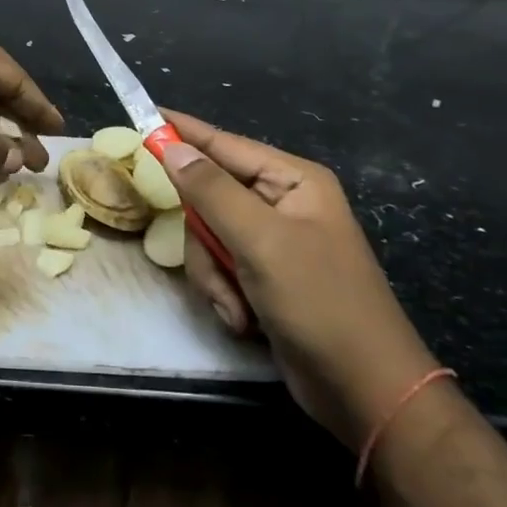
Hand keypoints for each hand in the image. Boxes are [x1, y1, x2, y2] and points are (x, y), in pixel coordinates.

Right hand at [159, 110, 438, 450]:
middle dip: (205, 239)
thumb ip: (211, 190)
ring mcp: (273, 242)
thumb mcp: (260, 241)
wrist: (363, 390)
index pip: (224, 144)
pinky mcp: (264, 276)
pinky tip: (244, 320)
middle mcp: (282, 203)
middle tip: (215, 264)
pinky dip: (223, 294)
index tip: (143, 116)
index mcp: (292, 180)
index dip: (182, 132)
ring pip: (208, 237)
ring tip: (235, 306)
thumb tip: (171, 147)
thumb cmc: (319, 302)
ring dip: (213, 275)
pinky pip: (220, 267)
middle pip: (208, 197)